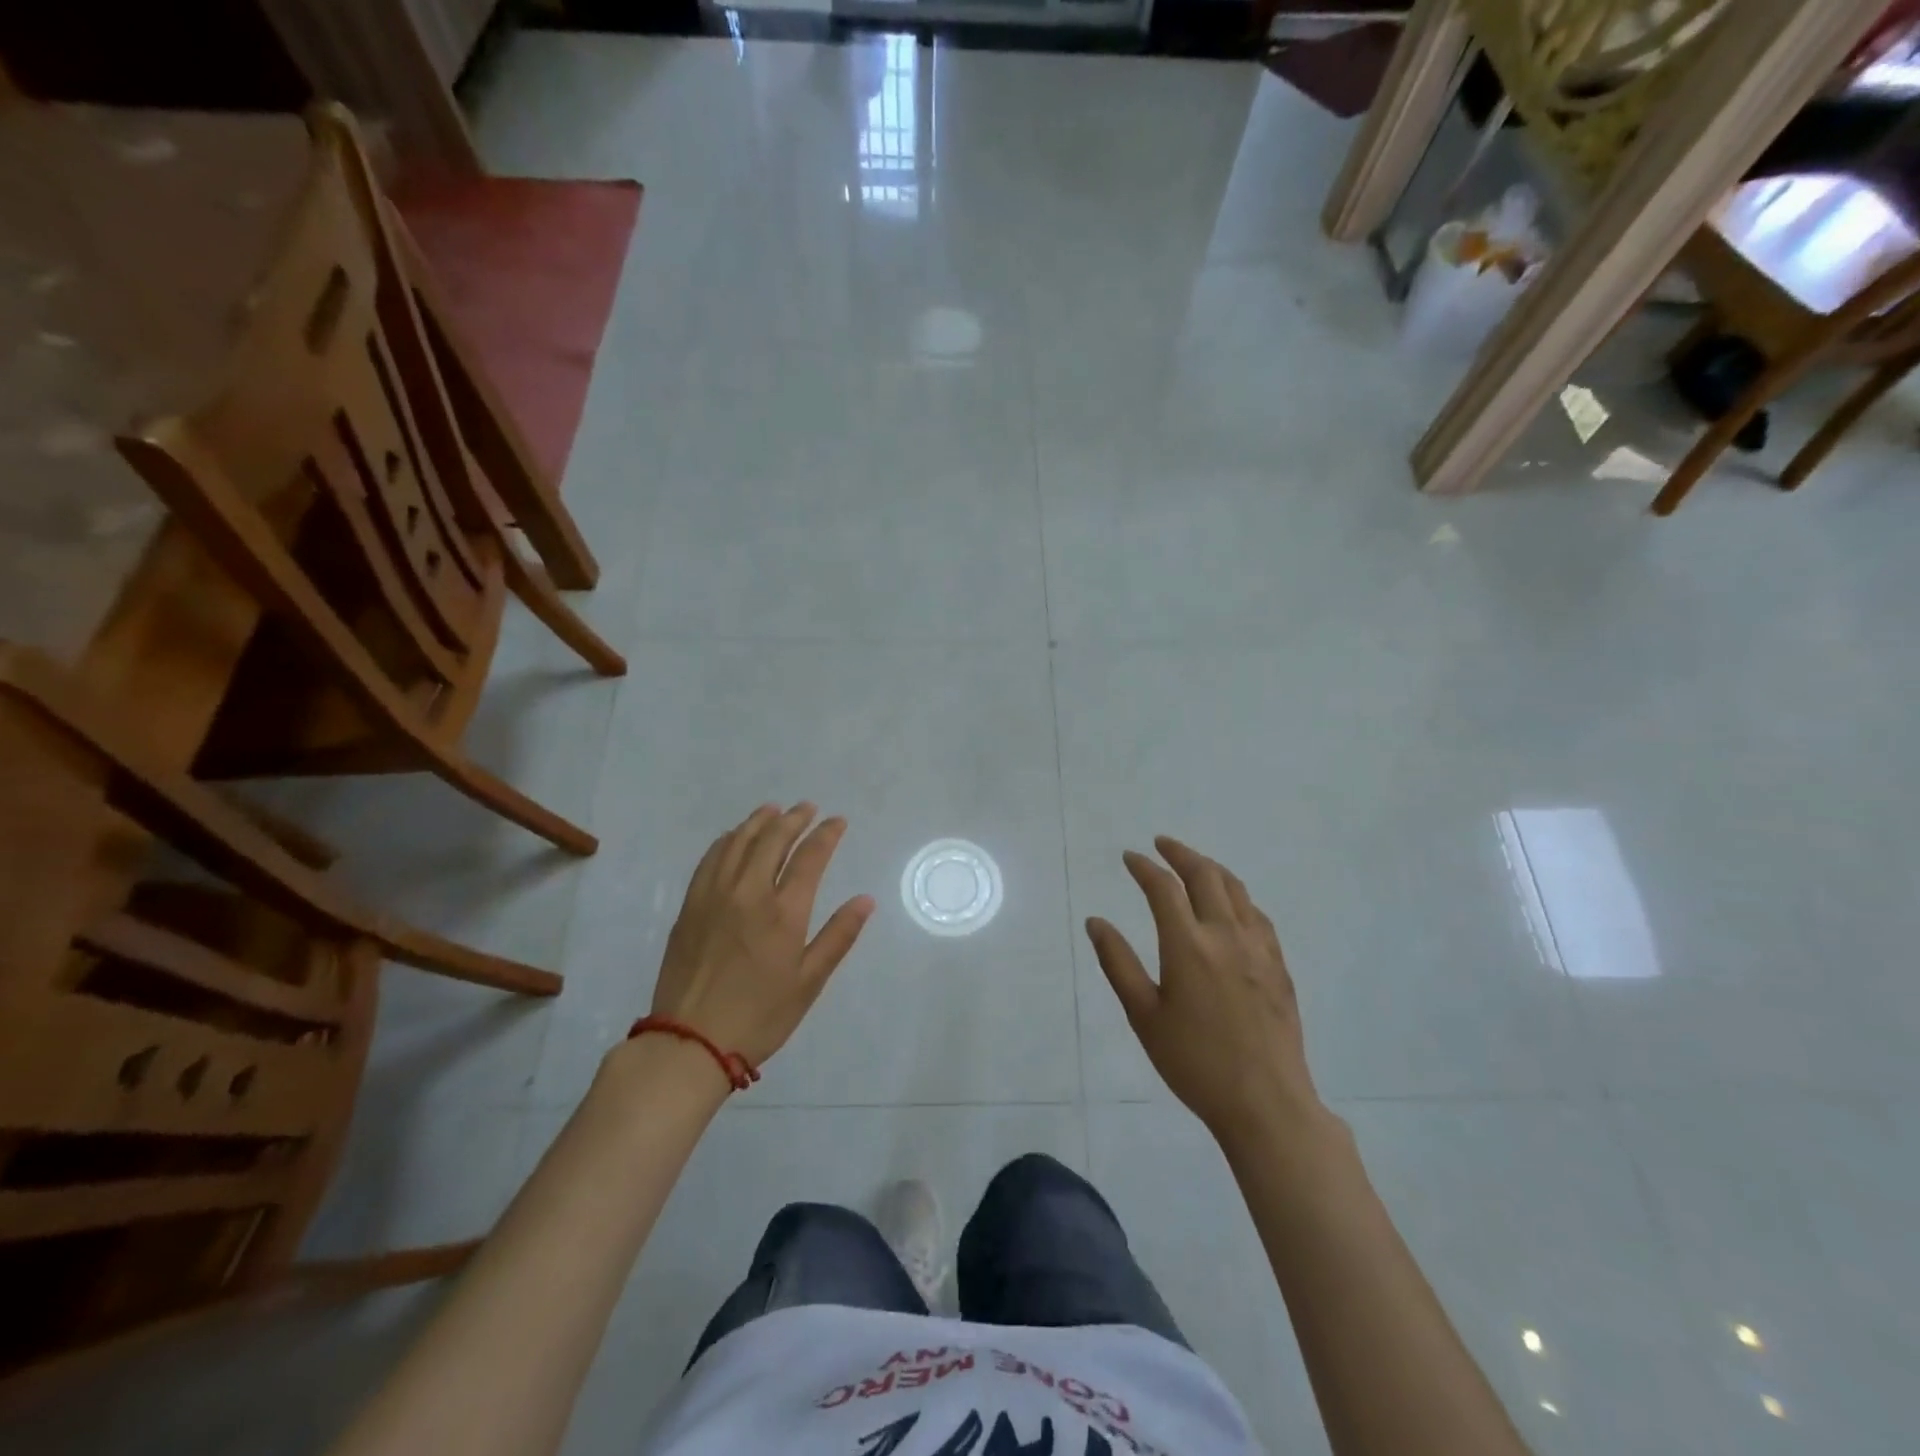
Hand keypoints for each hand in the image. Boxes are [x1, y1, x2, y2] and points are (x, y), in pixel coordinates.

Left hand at [649, 803, 874, 1067]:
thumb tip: (865, 900)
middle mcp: (748, 893)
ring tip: (773, 810)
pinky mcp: (690, 906)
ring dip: (759, 821)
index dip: (826, 834)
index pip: (810, 857)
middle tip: (807, 808)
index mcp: (783, 912)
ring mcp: (714, 896)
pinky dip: (726, 840)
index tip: (837, 821)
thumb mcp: (809, 982)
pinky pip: (710, 859)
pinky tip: (733, 837)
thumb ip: (838, 936)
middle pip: (773, 840)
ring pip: (738, 842)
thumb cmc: (760, 1016)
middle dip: (794, 819)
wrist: (690, 1041)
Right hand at [1086, 836, 1325, 1149]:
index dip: (1144, 867)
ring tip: (1194, 864)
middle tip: (1161, 845)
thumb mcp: (1144, 1016)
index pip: (1163, 889)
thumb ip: (1118, 963)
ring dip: (1211, 868)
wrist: (1266, 1103)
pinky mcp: (1279, 966)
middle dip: (1180, 853)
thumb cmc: (1194, 1063)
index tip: (1130, 857)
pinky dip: (1237, 897)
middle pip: (1205, 875)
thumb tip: (1096, 922)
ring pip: (1236, 889)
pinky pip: (1257, 915)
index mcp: (1188, 946)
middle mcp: (1225, 935)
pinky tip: (1231, 906)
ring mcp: (1258, 949)